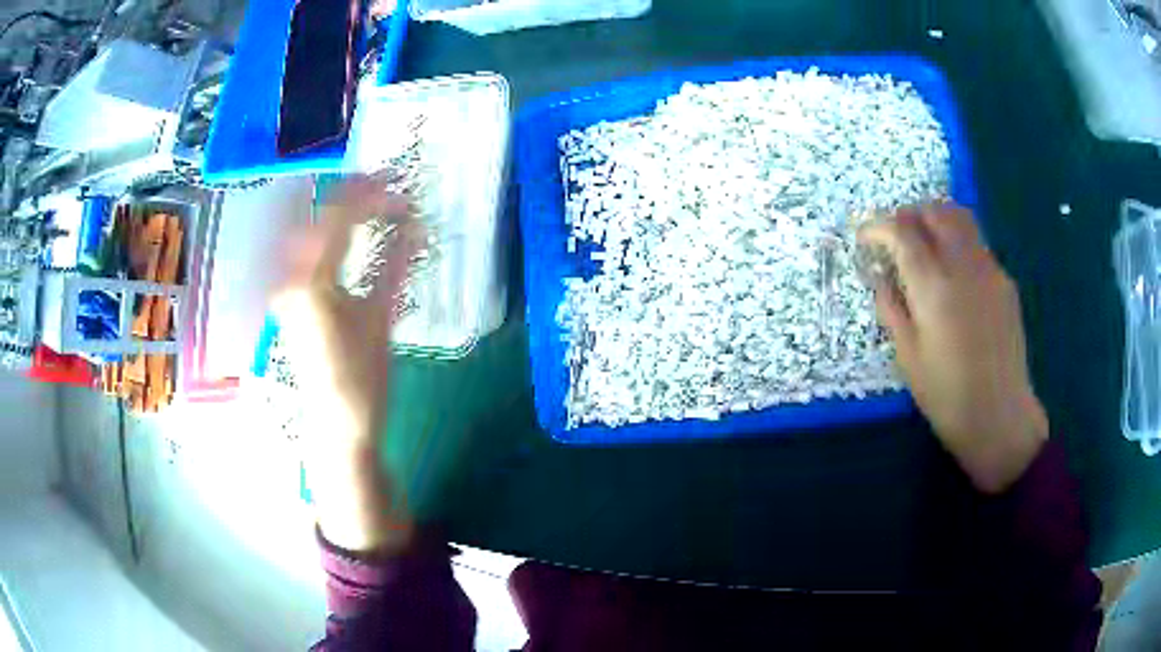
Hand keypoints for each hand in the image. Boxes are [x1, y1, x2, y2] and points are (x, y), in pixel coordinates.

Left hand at [273, 177, 419, 550]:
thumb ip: (396, 265)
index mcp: (312, 281)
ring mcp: (285, 288)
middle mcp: (289, 277)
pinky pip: (303, 251)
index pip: (338, 217)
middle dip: (352, 194)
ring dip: (338, 212)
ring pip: (307, 230)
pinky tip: (347, 235)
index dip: (369, 192)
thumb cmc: (361, 379)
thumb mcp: (381, 319)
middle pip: (316, 216)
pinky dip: (327, 235)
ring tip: (371, 203)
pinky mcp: (288, 300)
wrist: (336, 426)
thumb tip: (417, 221)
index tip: (398, 180)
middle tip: (386, 185)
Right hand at [859, 203, 1047, 493]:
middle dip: (908, 214)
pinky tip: (952, 276)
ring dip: (935, 220)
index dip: (877, 226)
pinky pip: (976, 244)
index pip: (902, 231)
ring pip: (960, 218)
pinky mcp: (1005, 282)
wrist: (1001, 418)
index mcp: (935, 287)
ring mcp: (990, 270)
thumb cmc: (948, 397)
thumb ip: (892, 307)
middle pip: (934, 211)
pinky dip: (956, 243)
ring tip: (922, 245)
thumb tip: (881, 275)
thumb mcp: (908, 357)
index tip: (864, 237)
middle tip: (894, 237)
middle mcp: (964, 266)